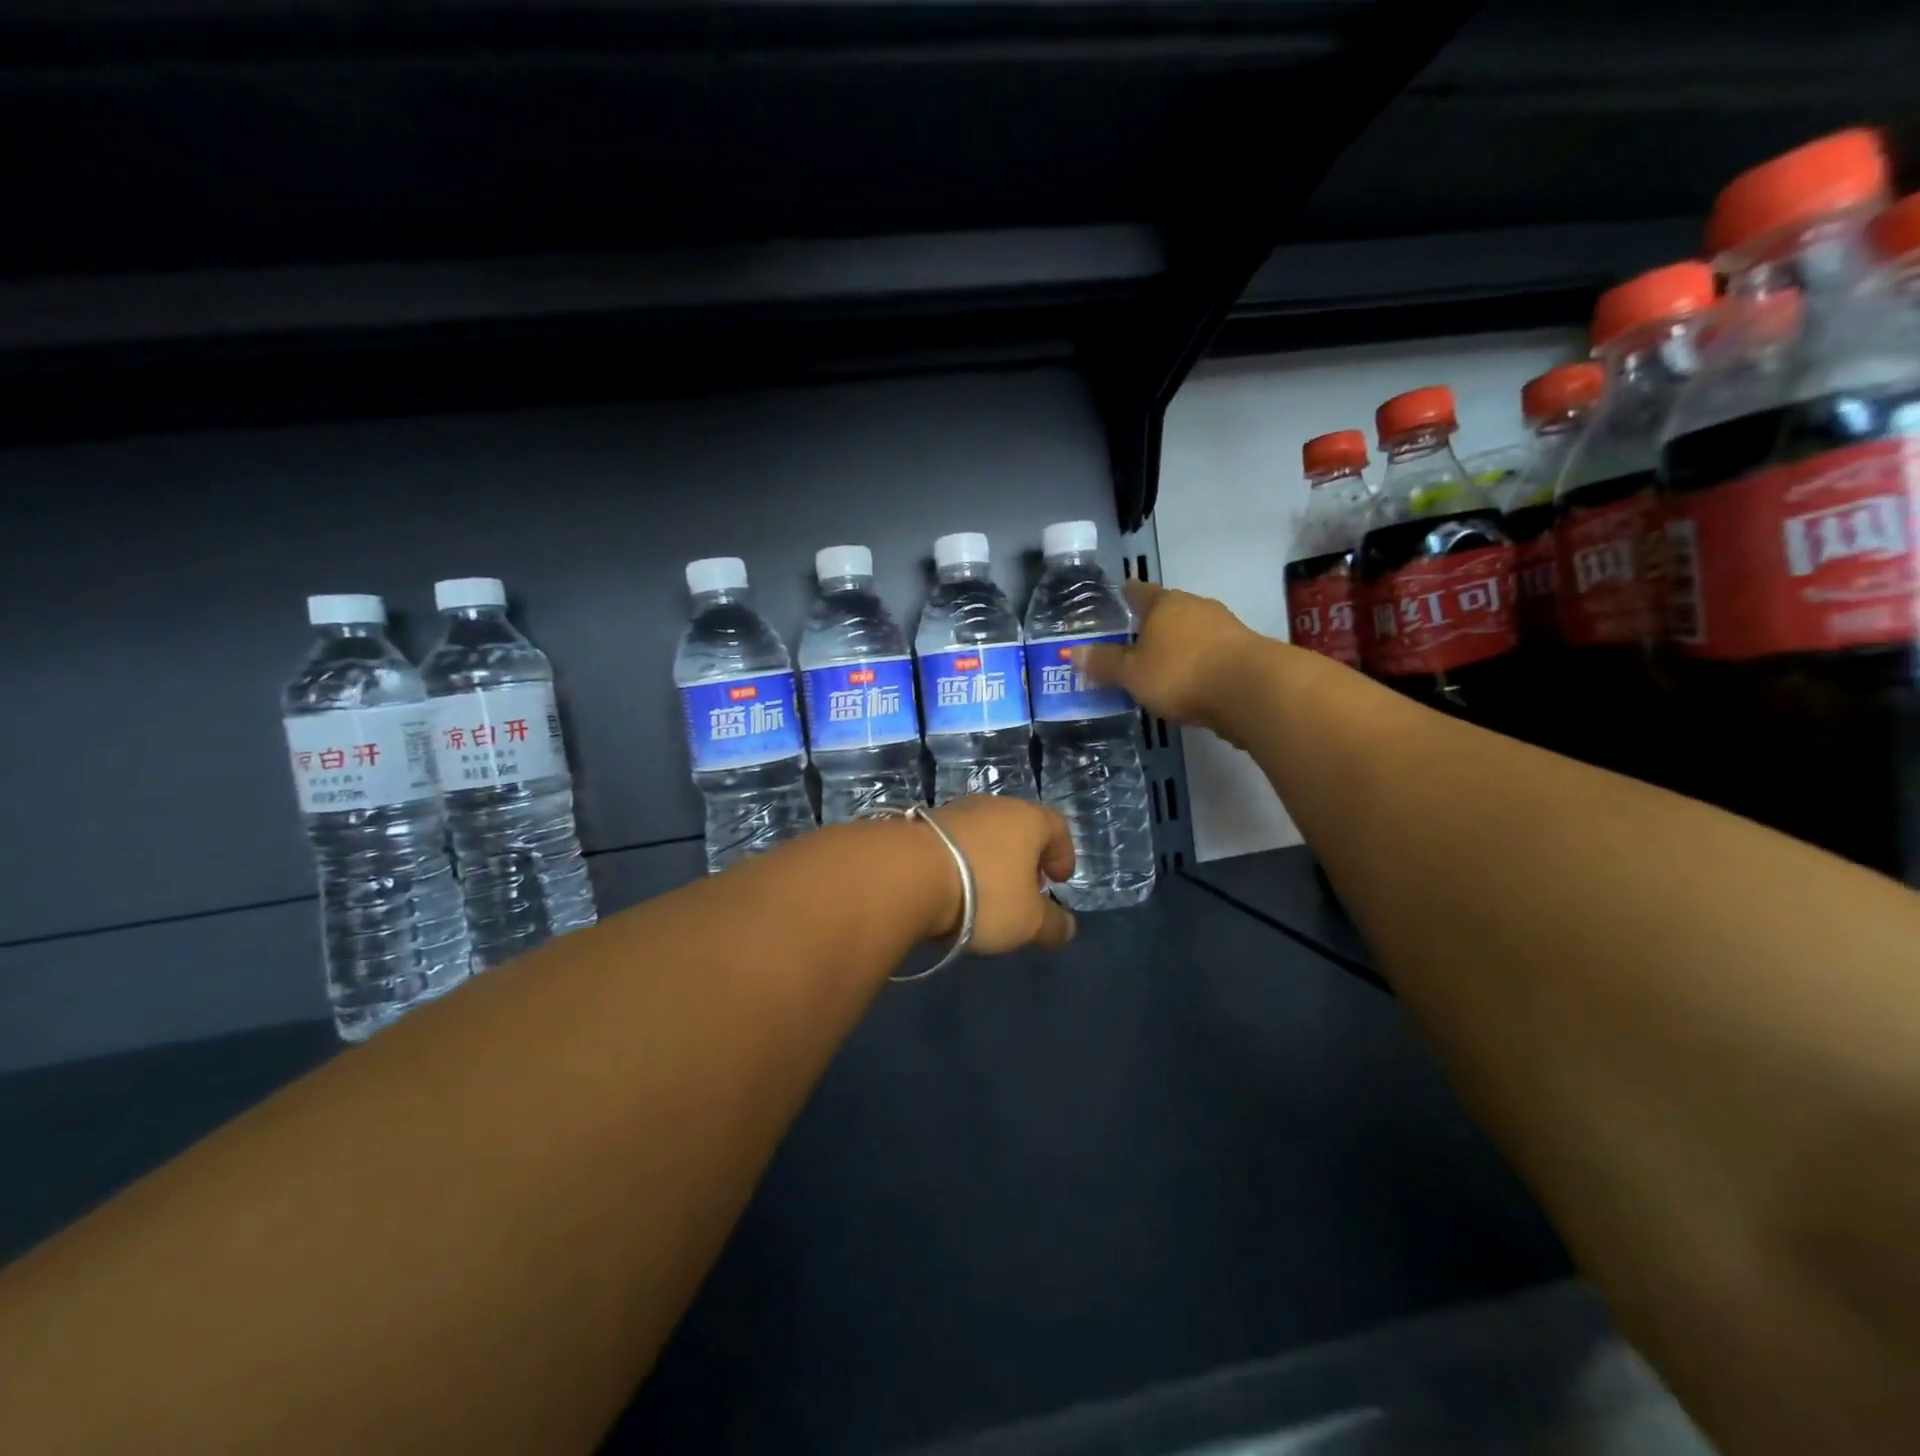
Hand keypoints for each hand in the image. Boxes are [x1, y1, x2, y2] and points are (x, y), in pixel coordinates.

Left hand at [919, 796, 1077, 952]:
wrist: (906, 873)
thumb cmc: (984, 893)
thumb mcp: (1027, 921)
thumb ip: (1052, 925)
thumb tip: (1066, 928)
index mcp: (1028, 819)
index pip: (1057, 826)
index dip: (1063, 853)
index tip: (1059, 879)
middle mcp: (993, 806)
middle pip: (1018, 827)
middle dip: (1025, 857)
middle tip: (1024, 888)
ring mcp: (954, 811)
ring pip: (983, 833)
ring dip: (989, 859)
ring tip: (984, 892)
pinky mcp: (922, 824)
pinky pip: (952, 842)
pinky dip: (959, 861)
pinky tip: (951, 888)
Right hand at [1078, 582, 1261, 741]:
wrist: (1251, 690)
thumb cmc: (1180, 673)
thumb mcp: (1132, 674)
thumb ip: (1105, 664)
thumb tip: (1073, 653)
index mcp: (1164, 604)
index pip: (1139, 592)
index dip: (1127, 593)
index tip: (1120, 592)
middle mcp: (1195, 607)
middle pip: (1169, 610)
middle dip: (1153, 622)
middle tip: (1135, 635)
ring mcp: (1224, 627)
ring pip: (1192, 631)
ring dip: (1178, 643)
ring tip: (1161, 662)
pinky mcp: (1244, 651)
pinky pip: (1211, 652)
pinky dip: (1198, 662)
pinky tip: (1191, 680)